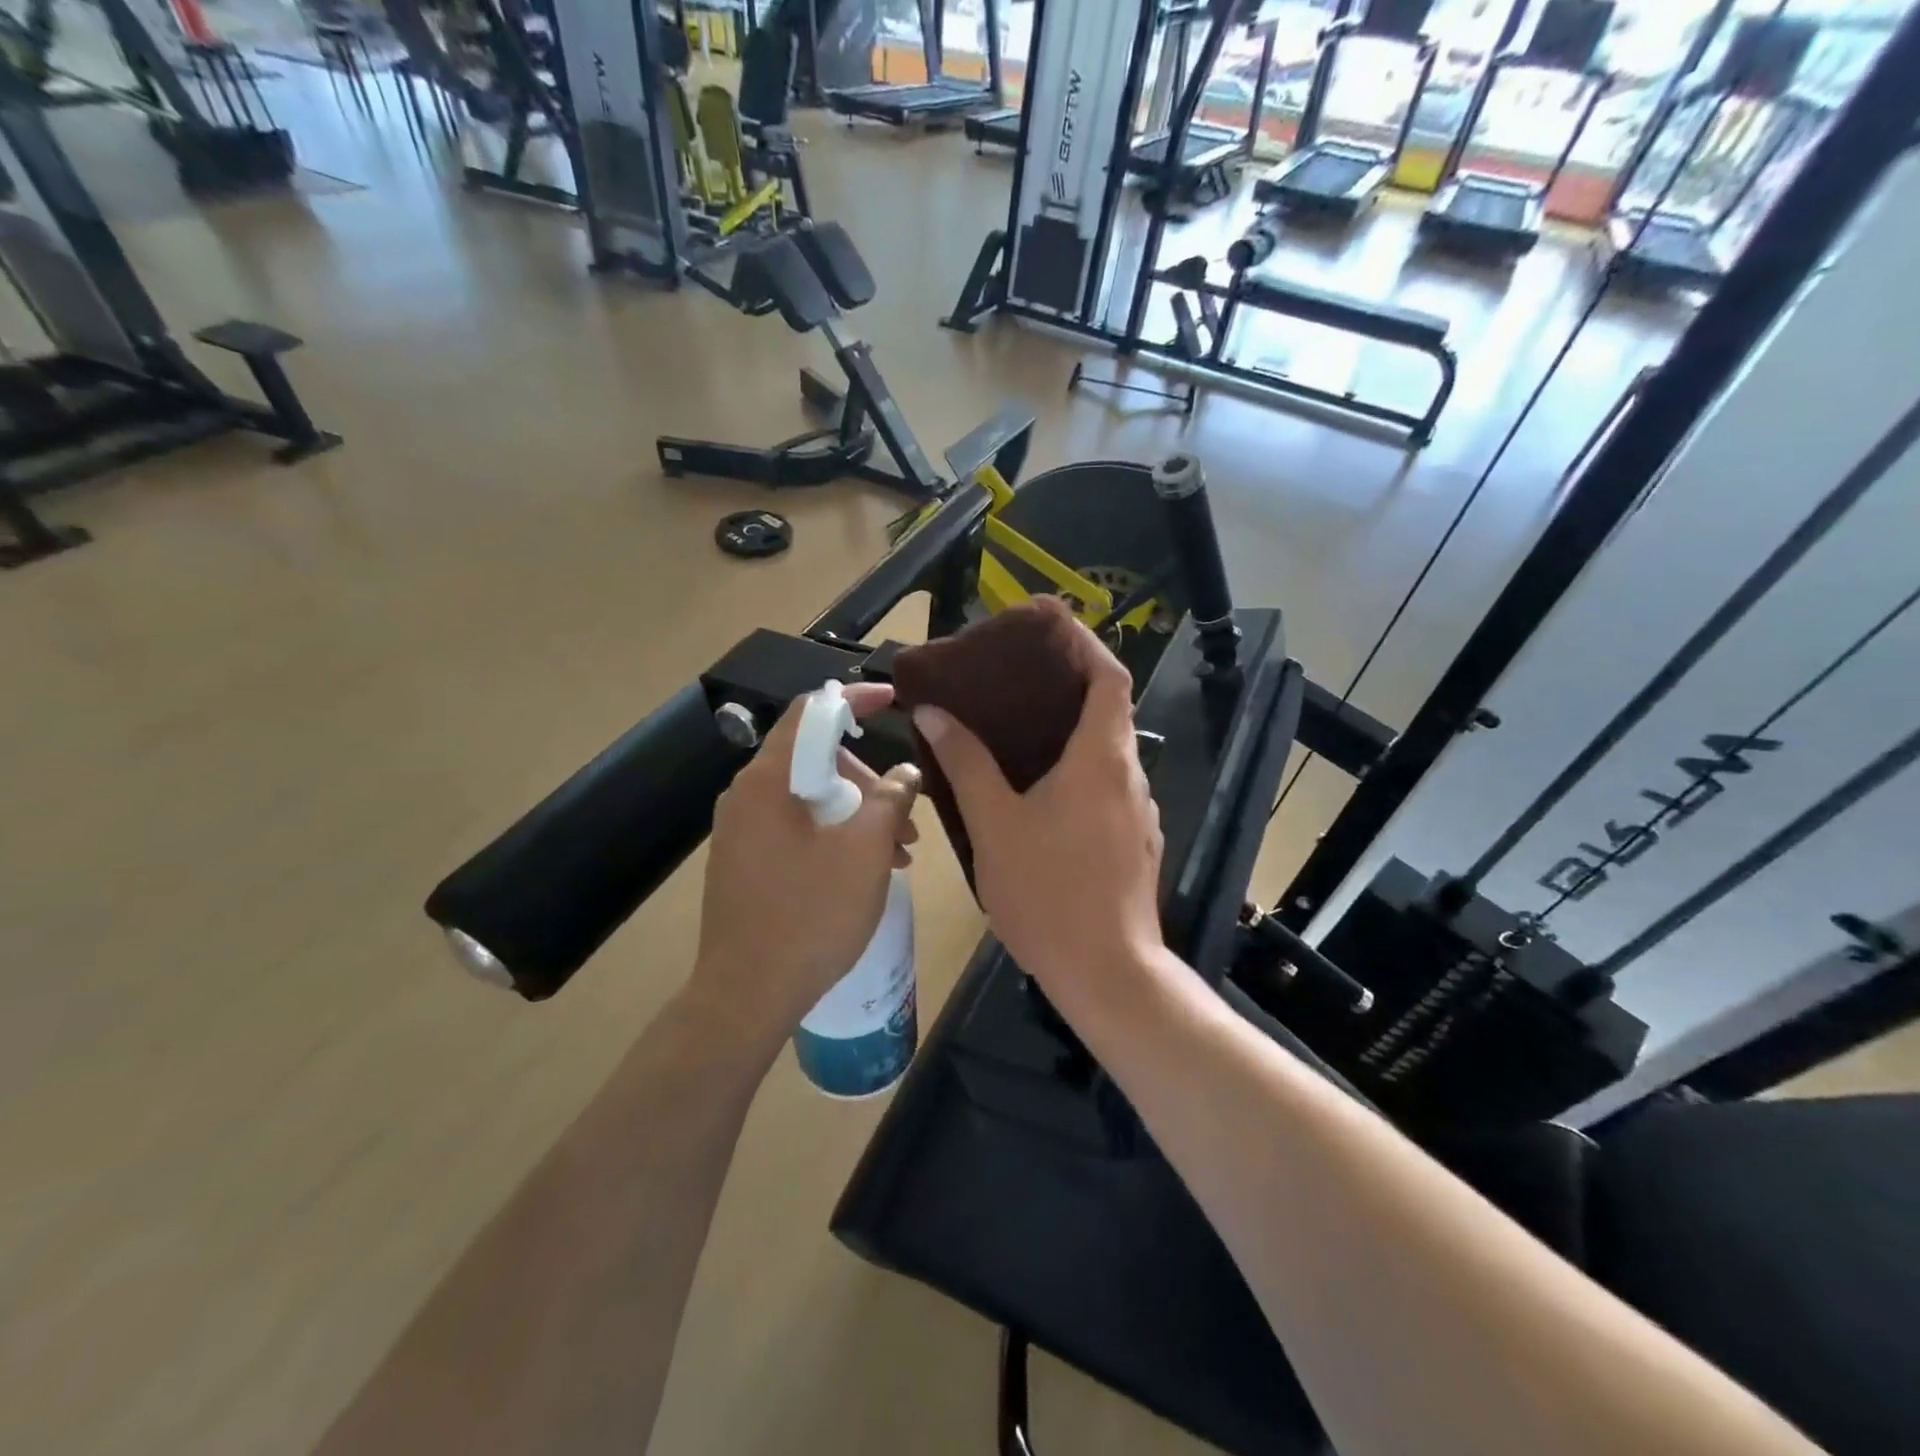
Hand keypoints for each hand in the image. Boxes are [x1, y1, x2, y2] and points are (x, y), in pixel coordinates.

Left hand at [687, 684, 920, 1057]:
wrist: (745, 996)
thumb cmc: (810, 916)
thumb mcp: (865, 852)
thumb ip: (891, 799)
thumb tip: (906, 773)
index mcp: (768, 781)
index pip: (811, 712)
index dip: (854, 697)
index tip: (894, 699)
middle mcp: (746, 796)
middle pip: (816, 760)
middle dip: (868, 780)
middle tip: (906, 817)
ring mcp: (742, 831)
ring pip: (811, 799)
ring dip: (858, 814)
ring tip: (900, 852)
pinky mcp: (746, 862)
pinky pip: (797, 828)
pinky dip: (835, 836)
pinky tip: (867, 870)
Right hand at [912, 621, 1162, 1014]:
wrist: (1106, 973)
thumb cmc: (1047, 892)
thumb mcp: (994, 825)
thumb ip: (966, 763)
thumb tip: (933, 712)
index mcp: (1100, 759)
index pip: (1109, 677)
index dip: (1085, 645)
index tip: (1051, 627)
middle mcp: (1130, 776)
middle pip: (1108, 711)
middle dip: (1067, 688)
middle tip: (1014, 681)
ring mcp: (1139, 812)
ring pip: (1106, 754)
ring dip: (1070, 734)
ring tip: (1016, 733)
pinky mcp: (1135, 842)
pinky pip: (1106, 788)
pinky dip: (1076, 772)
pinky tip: (1037, 793)